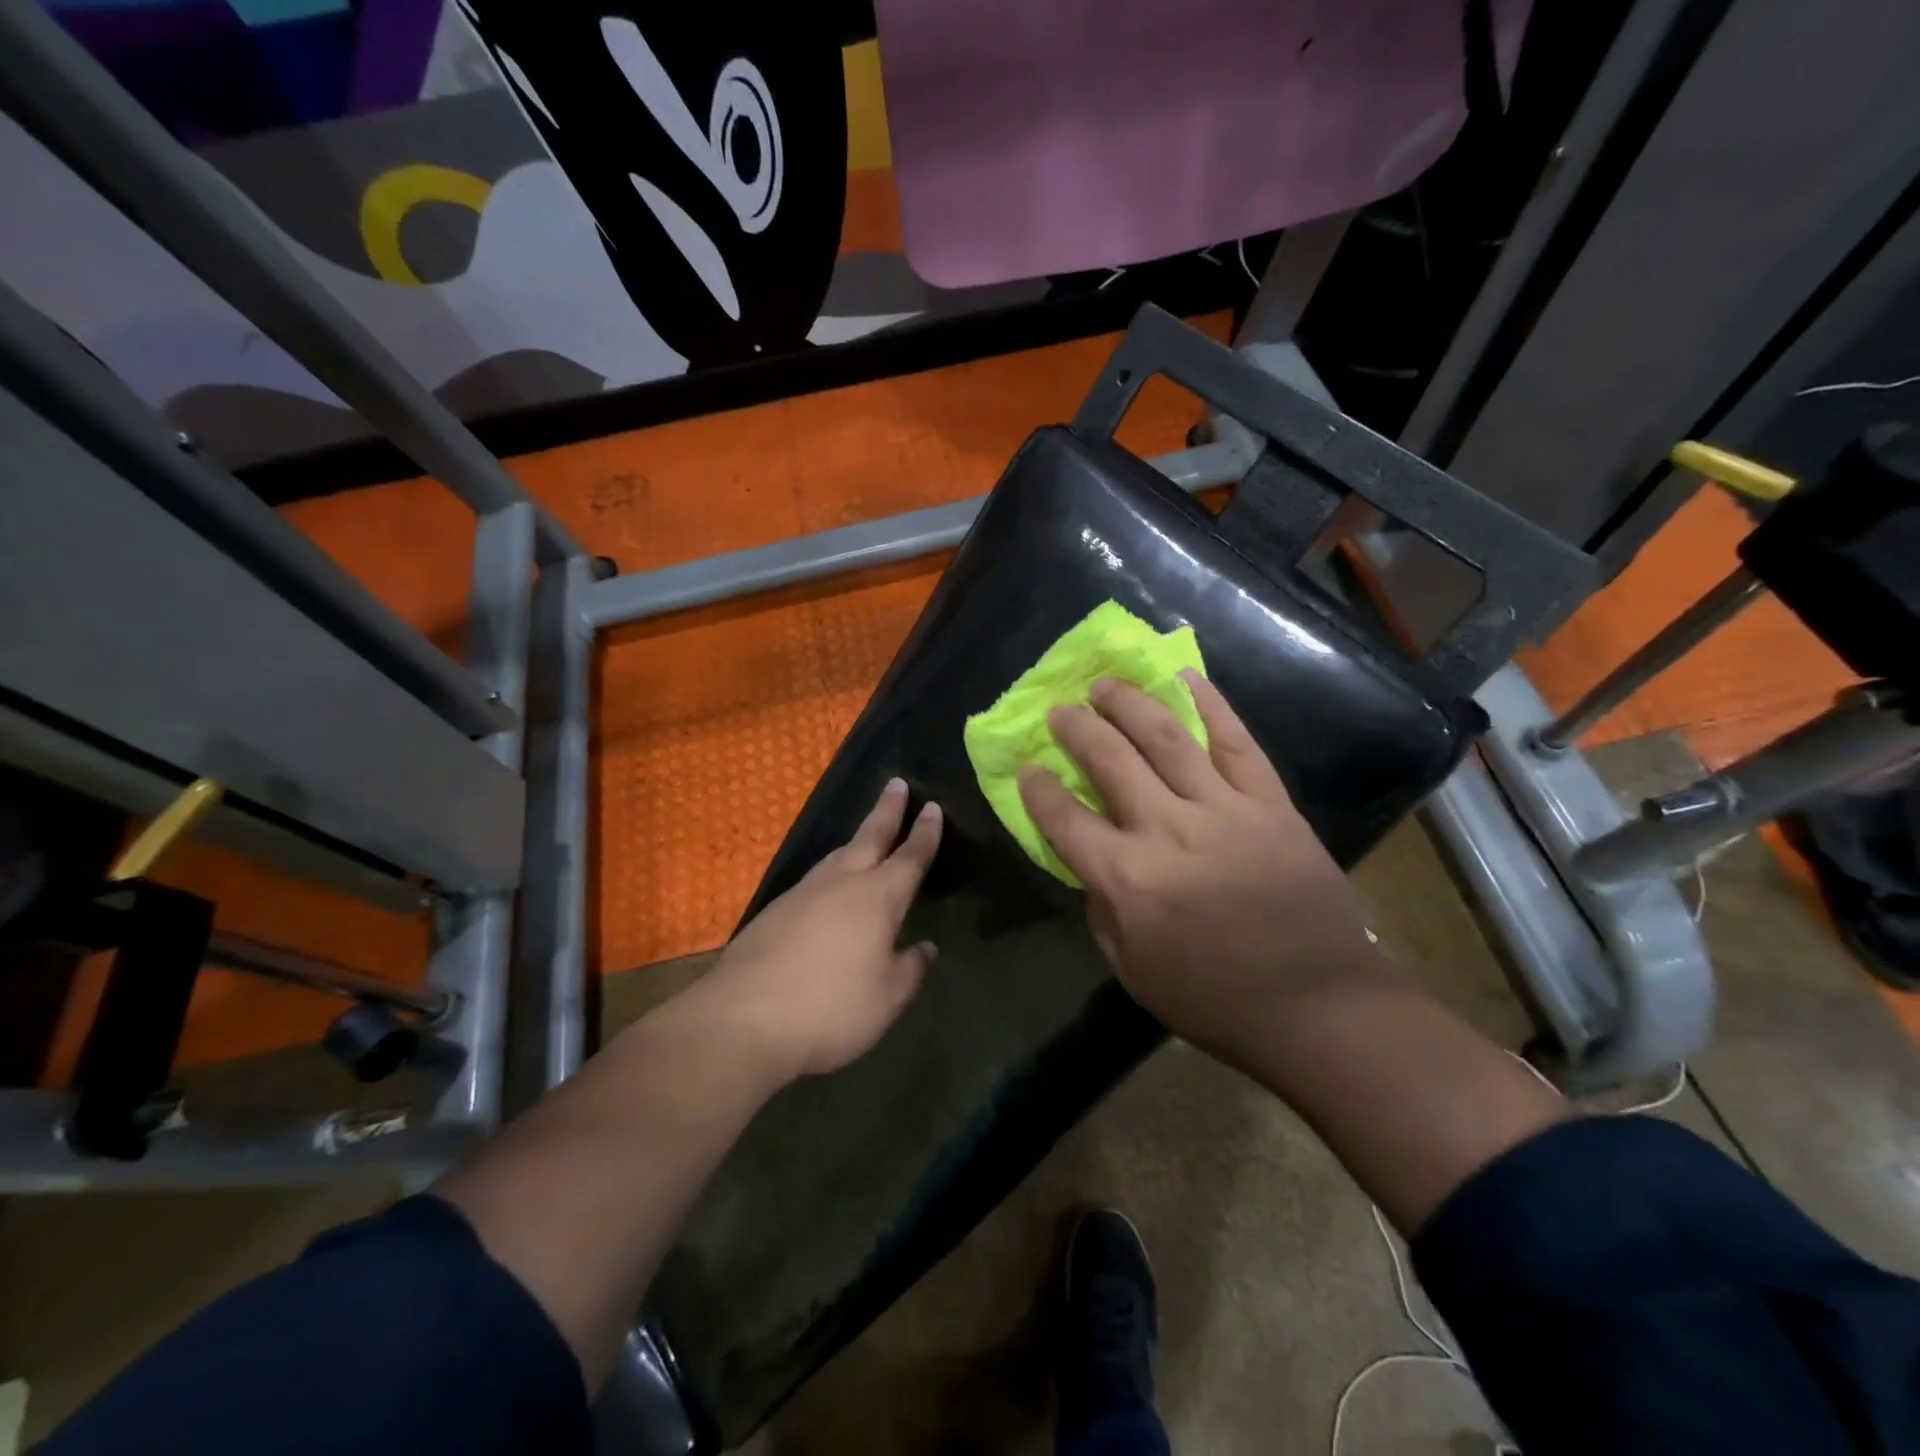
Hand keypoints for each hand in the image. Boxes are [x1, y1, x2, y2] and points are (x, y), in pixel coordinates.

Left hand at [702, 778, 941, 1079]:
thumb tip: (925, 948)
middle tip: (897, 783)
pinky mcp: (775, 911)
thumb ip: (911, 969)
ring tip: (868, 832)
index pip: (910, 856)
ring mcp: (803, 893)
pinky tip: (829, 887)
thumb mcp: (887, 997)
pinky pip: (815, 879)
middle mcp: (842, 883)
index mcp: (878, 897)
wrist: (743, 1018)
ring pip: (838, 855)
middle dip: (887, 810)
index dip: (924, 832)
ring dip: (858, 838)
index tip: (932, 806)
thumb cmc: (831, 1007)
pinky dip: (832, 870)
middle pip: (870, 836)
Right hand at [1017, 673, 1382, 1064]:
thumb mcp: (1134, 972)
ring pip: (1166, 737)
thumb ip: (1103, 912)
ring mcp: (1224, 809)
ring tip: (1105, 685)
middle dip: (1076, 728)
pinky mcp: (1270, 803)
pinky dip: (1211, 704)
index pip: (1065, 818)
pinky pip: (1236, 742)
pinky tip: (1186, 677)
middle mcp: (1168, 830)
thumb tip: (1097, 867)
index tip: (1028, 768)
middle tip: (1060, 710)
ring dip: (1128, 704)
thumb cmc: (1217, 1002)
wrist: (1322, 1008)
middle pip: (1110, 760)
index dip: (1038, 788)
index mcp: (1128, 879)